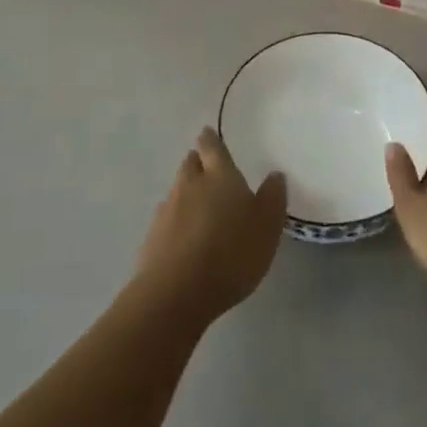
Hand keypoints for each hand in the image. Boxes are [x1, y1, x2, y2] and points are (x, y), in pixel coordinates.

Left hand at [136, 128, 286, 322]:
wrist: (176, 293)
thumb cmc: (231, 253)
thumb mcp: (267, 227)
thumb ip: (272, 198)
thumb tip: (275, 174)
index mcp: (220, 176)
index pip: (212, 147)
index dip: (210, 139)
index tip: (208, 133)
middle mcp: (190, 184)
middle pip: (190, 164)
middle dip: (198, 162)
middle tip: (207, 167)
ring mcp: (167, 210)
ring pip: (177, 190)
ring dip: (187, 192)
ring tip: (199, 205)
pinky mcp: (152, 238)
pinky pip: (167, 219)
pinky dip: (176, 220)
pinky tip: (184, 236)